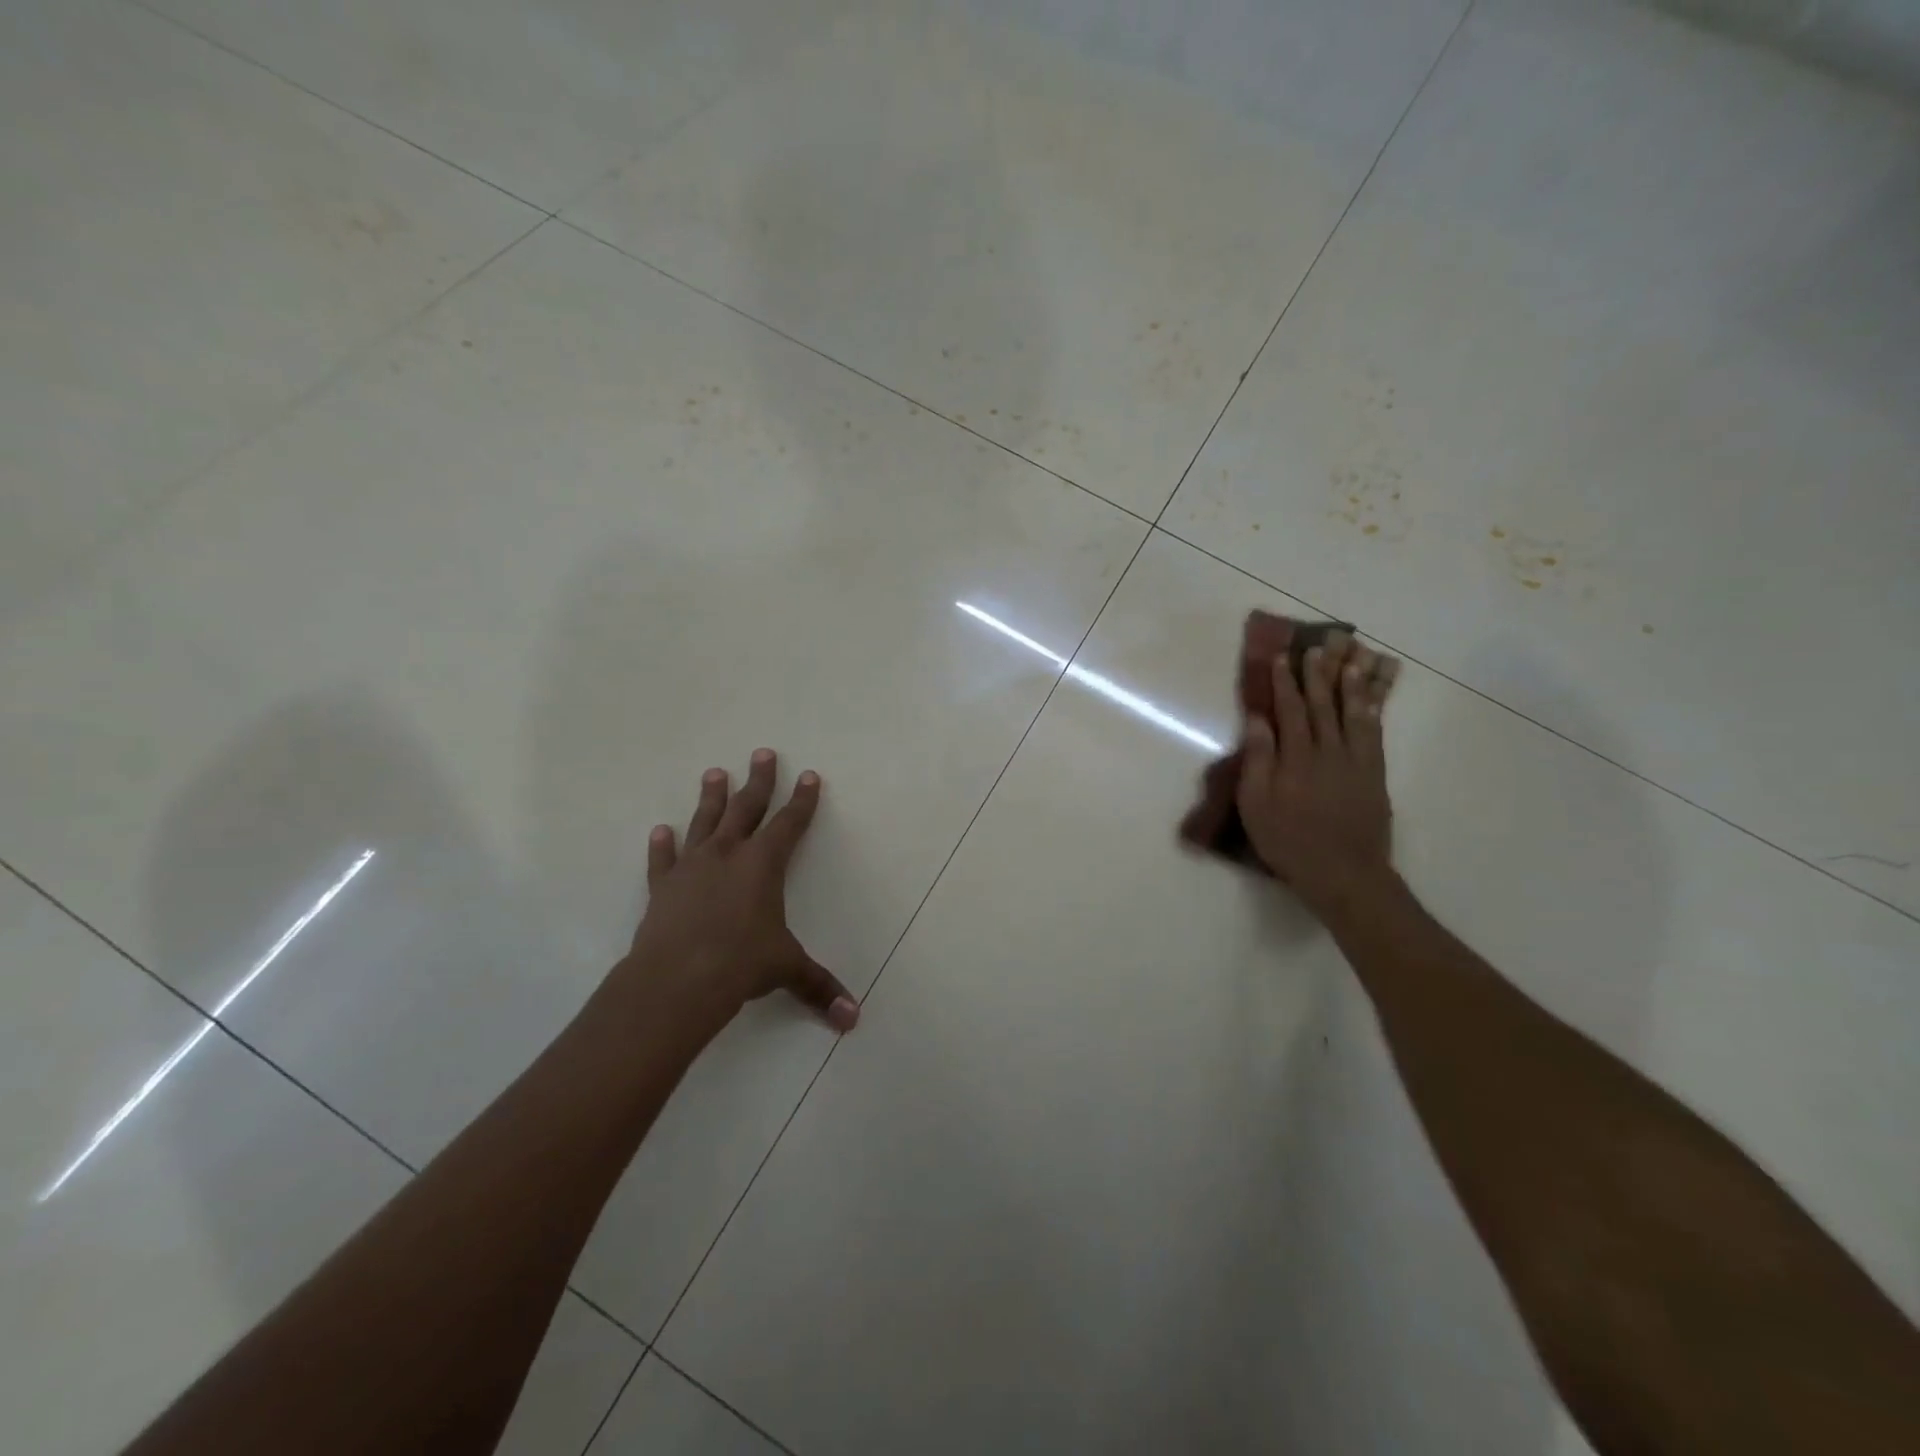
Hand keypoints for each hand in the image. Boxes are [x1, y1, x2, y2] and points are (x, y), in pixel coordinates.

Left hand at [612, 750, 857, 1033]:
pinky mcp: (663, 888)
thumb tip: (853, 1019)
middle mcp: (728, 855)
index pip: (790, 823)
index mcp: (764, 864)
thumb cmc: (741, 964)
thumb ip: (819, 987)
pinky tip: (659, 831)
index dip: (802, 800)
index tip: (809, 775)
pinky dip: (661, 846)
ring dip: (711, 797)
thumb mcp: (786, 970)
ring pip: (704, 822)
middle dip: (759, 780)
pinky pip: (663, 860)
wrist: (677, 980)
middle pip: (747, 808)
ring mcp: (692, 867)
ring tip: (713, 772)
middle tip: (762, 753)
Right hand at [1236, 634, 1396, 916]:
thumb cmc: (1289, 840)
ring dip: (1351, 684)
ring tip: (1351, 660)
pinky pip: (1374, 734)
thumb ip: (1258, 759)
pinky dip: (1372, 712)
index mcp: (1296, 757)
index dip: (1285, 683)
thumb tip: (1258, 720)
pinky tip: (1371, 700)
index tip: (1281, 658)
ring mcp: (1357, 762)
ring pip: (1354, 713)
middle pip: (1323, 705)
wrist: (1344, 873)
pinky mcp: (1375, 775)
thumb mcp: (1257, 804)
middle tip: (1317, 648)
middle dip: (1318, 675)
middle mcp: (1329, 751)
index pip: (1290, 710)